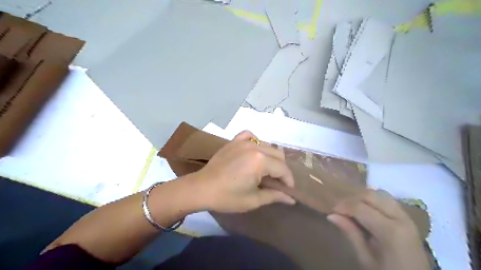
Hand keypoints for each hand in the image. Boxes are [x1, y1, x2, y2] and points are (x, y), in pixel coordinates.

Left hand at [194, 131, 292, 212]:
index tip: (288, 190)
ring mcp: (243, 141)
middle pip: (278, 154)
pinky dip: (256, 142)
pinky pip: (250, 136)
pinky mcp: (234, 141)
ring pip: (267, 145)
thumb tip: (291, 199)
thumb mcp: (253, 200)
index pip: (283, 169)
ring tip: (266, 170)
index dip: (288, 180)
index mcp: (260, 161)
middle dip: (281, 169)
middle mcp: (255, 147)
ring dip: (271, 157)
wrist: (201, 188)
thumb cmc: (227, 197)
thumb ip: (275, 196)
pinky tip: (254, 152)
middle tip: (277, 182)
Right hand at [329, 189, 429, 269]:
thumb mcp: (366, 258)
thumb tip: (331, 215)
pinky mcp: (407, 217)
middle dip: (352, 198)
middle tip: (340, 207)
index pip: (360, 208)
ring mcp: (406, 216)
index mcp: (390, 231)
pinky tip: (365, 207)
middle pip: (371, 195)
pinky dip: (373, 199)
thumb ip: (351, 233)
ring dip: (363, 196)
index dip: (343, 206)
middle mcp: (400, 218)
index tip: (332, 210)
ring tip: (351, 206)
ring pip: (380, 194)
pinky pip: (387, 199)